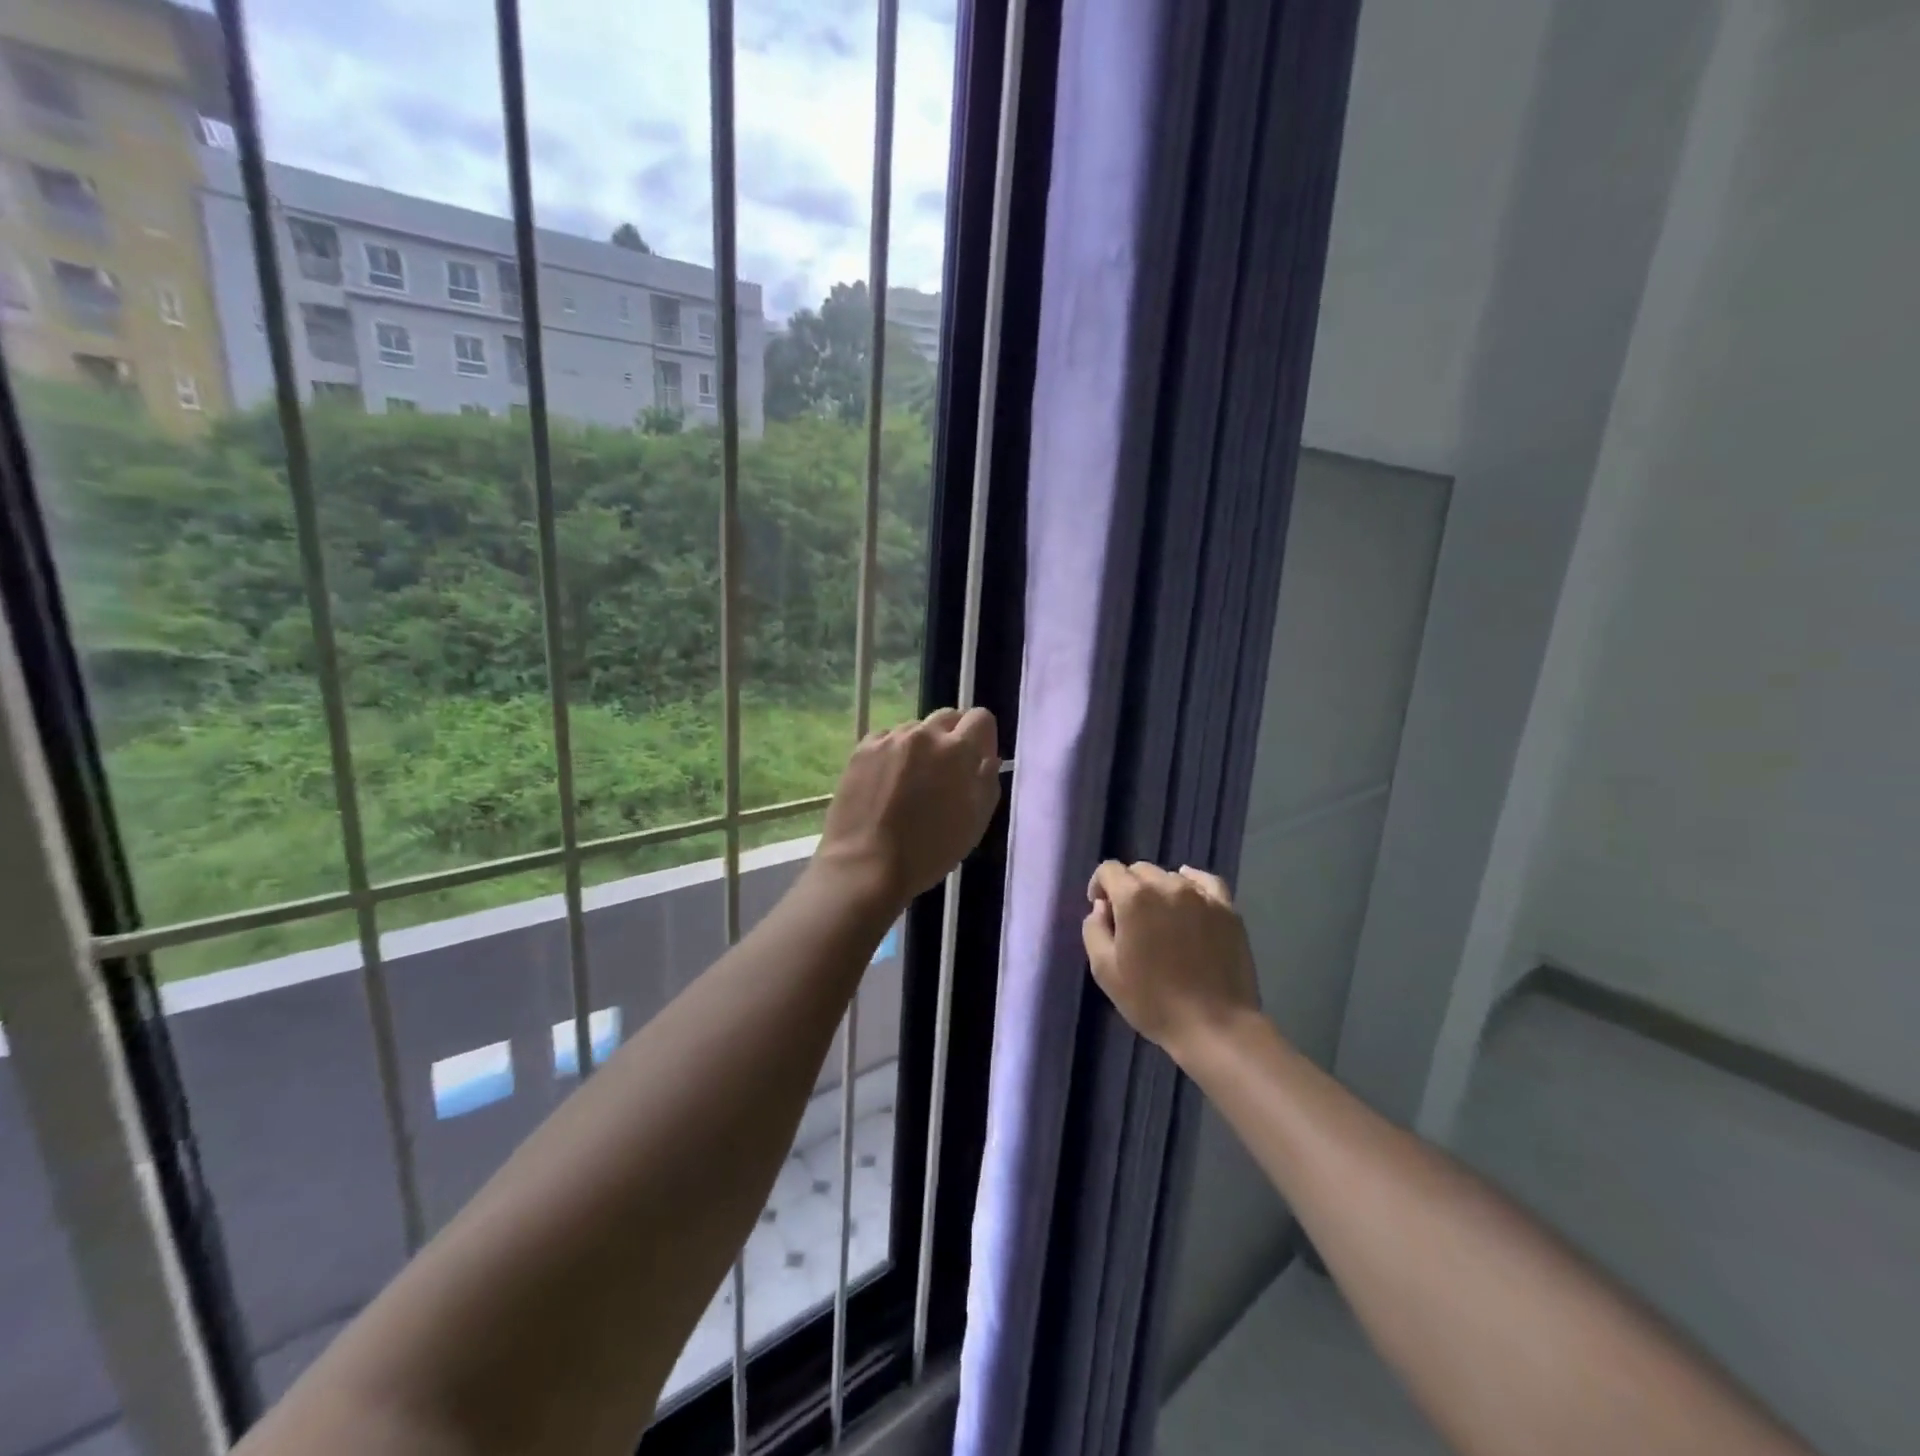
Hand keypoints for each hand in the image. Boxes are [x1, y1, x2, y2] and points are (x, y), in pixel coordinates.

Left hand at [816, 707, 1000, 908]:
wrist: (865, 866)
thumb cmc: (928, 851)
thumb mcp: (975, 822)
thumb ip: (987, 781)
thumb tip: (987, 758)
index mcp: (957, 750)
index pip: (980, 717)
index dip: (984, 737)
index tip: (978, 760)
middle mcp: (924, 734)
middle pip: (948, 717)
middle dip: (954, 737)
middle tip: (947, 771)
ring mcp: (889, 739)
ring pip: (915, 729)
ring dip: (922, 746)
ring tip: (912, 781)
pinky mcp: (861, 749)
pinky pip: (887, 740)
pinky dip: (893, 753)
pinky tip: (887, 783)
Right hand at [1082, 862, 1259, 1059]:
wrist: (1214, 1026)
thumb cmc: (1152, 1001)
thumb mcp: (1105, 970)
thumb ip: (1094, 929)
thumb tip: (1103, 907)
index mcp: (1134, 898)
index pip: (1109, 870)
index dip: (1100, 886)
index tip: (1101, 909)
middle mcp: (1168, 886)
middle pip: (1140, 871)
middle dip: (1128, 888)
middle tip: (1129, 920)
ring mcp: (1201, 895)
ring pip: (1170, 876)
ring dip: (1158, 889)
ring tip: (1160, 918)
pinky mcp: (1227, 909)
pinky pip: (1206, 882)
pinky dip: (1192, 883)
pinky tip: (1188, 896)